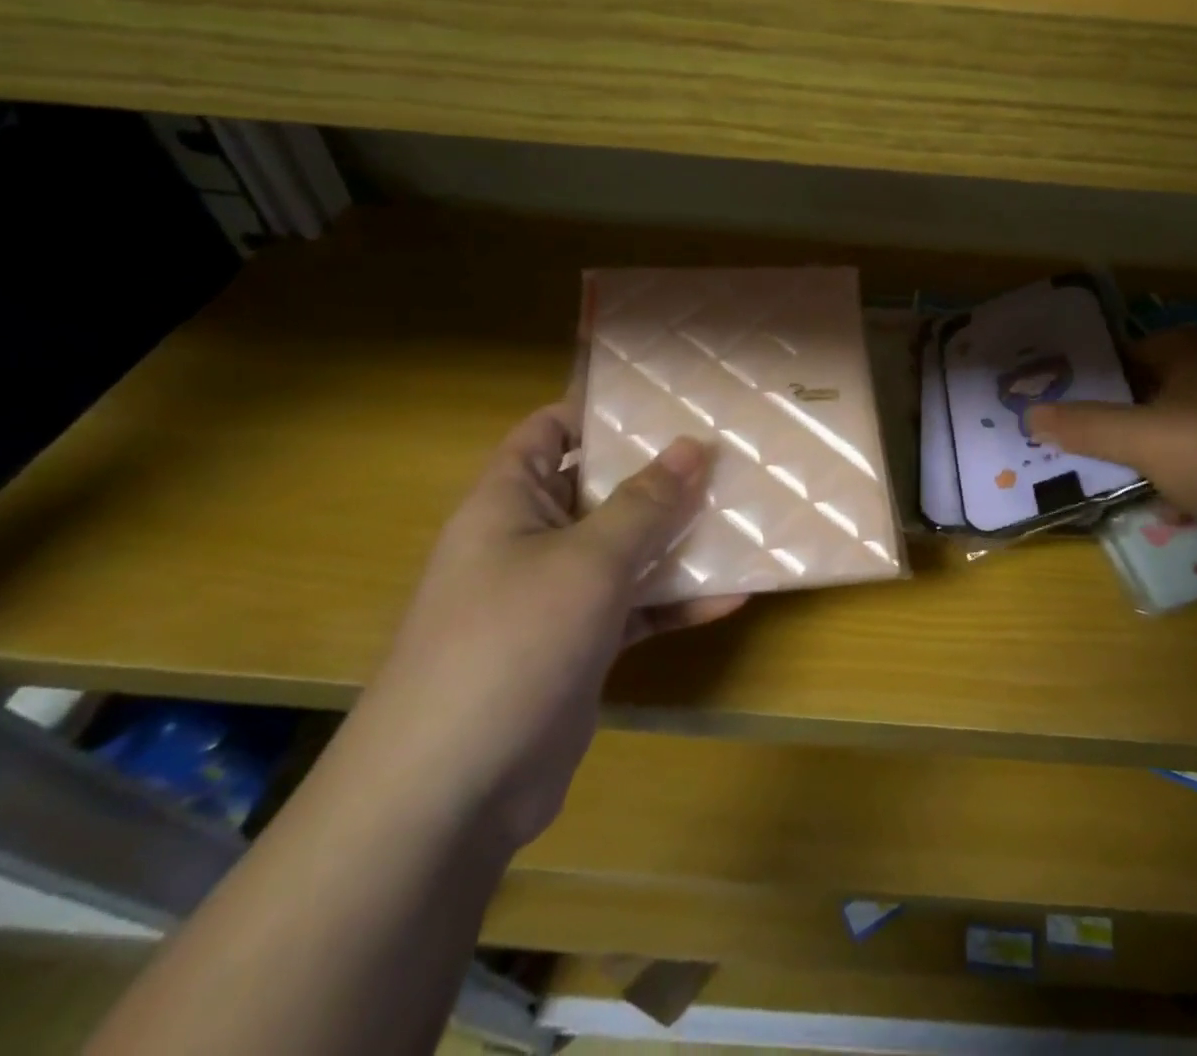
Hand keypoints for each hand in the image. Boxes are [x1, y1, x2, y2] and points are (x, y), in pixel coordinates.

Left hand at [348, 405, 745, 851]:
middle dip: (660, 475)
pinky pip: (635, 607)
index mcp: (509, 503)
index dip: (600, 410)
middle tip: (727, 455)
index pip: (550, 432)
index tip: (668, 401)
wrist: (452, 794)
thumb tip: (693, 444)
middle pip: (600, 489)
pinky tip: (734, 595)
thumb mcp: (588, 561)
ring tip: (744, 516)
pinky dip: (677, 602)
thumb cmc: (511, 644)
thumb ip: (645, 503)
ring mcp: (555, 597)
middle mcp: (529, 541)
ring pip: (625, 550)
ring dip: (678, 538)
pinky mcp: (580, 646)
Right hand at [1029, 332, 1196, 583]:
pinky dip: (1177, 486)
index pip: (1128, 351)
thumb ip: (1085, 426)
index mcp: (1194, 355)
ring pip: (1172, 437)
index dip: (1091, 372)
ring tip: (1093, 476)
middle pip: (1148, 395)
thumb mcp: (1144, 437)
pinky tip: (1157, 509)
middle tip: (1060, 440)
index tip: (1051, 396)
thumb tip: (1029, 413)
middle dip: (1109, 420)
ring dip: (1140, 457)